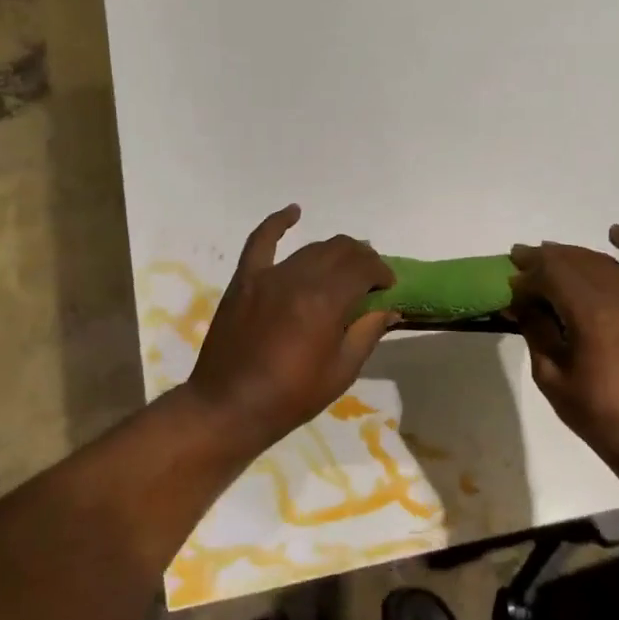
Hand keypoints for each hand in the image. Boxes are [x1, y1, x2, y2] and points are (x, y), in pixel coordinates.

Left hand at [184, 205, 397, 459]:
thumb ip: (367, 332)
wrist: (229, 407)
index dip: (382, 272)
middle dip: (363, 259)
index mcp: (326, 301)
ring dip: (334, 252)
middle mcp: (299, 278)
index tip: (389, 287)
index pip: (364, 268)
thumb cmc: (291, 397)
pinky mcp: (244, 280)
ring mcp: (268, 276)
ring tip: (344, 264)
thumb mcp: (341, 371)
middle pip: (340, 251)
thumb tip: (388, 308)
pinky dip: (278, 222)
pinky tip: (294, 211)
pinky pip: (261, 241)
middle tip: (370, 278)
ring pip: (310, 248)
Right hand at [509, 226, 618, 469]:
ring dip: (575, 254)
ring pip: (605, 263)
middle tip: (521, 260)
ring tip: (551, 254)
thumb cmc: (599, 415)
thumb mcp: (553, 377)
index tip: (510, 282)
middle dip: (545, 259)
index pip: (551, 276)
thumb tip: (521, 303)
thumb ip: (537, 332)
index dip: (527, 275)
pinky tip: (615, 233)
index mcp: (590, 314)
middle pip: (576, 263)